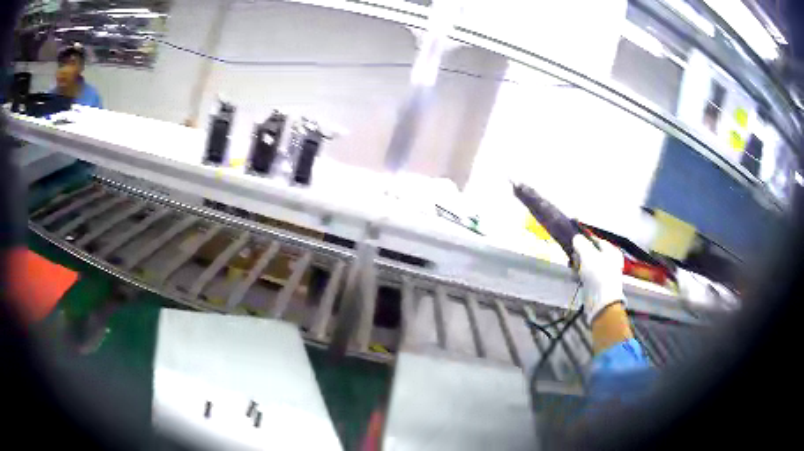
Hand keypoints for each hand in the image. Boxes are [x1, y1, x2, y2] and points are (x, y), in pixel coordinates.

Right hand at [572, 235, 625, 322]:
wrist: (602, 302)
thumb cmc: (598, 274)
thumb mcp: (588, 254)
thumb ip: (581, 243)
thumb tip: (576, 237)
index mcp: (612, 250)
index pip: (595, 240)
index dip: (584, 241)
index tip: (573, 244)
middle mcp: (610, 260)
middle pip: (591, 252)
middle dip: (580, 255)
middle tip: (573, 258)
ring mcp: (604, 273)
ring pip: (588, 264)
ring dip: (579, 266)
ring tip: (573, 269)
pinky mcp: (598, 285)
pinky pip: (587, 276)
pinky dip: (581, 276)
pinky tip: (576, 278)